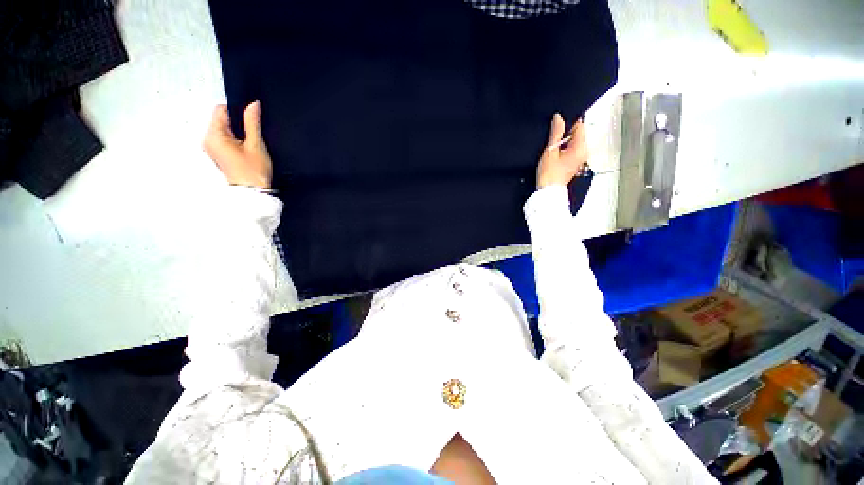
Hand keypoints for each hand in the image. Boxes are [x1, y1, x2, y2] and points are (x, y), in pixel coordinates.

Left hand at [203, 101, 272, 189]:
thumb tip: (253, 104)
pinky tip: (246, 151)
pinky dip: (235, 141)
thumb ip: (252, 122)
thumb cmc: (253, 172)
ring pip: (224, 130)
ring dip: (237, 133)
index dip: (238, 112)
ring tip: (249, 146)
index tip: (251, 121)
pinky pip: (224, 140)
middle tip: (252, 137)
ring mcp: (211, 148)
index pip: (221, 109)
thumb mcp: (256, 144)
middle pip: (221, 120)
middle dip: (238, 124)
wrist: (253, 193)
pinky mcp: (217, 155)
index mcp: (214, 135)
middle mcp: (207, 139)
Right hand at [537, 113, 588, 188]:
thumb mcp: (550, 150)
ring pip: (573, 142)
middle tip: (553, 140)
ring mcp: (580, 159)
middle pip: (577, 134)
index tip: (557, 126)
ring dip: (563, 143)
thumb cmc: (549, 174)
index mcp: (580, 147)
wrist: (548, 191)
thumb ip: (555, 133)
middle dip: (565, 134)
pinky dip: (563, 150)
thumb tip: (558, 118)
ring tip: (553, 150)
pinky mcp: (574, 164)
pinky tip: (554, 156)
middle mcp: (583, 152)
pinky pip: (571, 151)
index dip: (568, 123)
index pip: (579, 126)